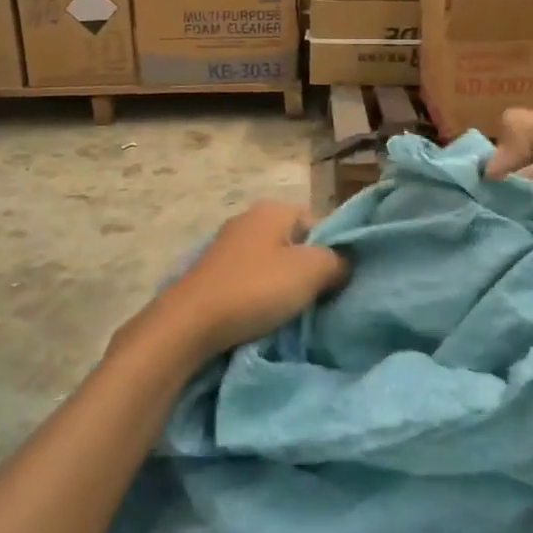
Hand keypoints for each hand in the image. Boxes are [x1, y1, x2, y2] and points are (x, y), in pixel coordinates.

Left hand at [158, 202, 347, 358]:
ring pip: (271, 261)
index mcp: (273, 209)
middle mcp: (248, 219)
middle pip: (294, 241)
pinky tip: (262, 313)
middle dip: (307, 267)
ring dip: (282, 283)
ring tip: (291, 310)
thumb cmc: (255, 289)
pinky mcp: (211, 272)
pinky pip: (249, 278)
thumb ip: (337, 261)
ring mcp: (226, 245)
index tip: (336, 278)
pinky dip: (259, 293)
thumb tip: (342, 264)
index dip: (332, 248)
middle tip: (318, 296)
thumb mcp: (311, 271)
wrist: (189, 323)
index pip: (318, 221)